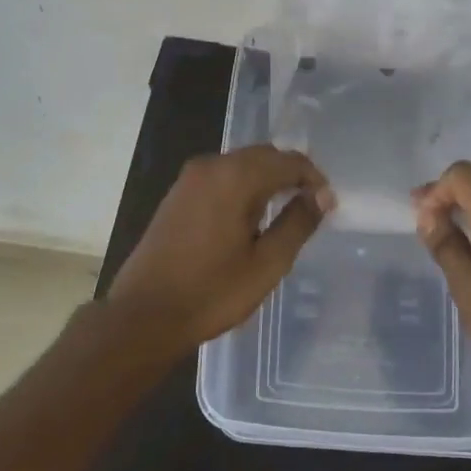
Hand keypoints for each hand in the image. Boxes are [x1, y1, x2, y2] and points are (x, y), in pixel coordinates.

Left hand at [108, 146, 334, 355]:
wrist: (143, 315)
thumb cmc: (211, 292)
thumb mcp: (267, 263)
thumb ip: (297, 223)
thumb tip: (322, 196)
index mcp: (235, 177)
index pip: (288, 161)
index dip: (313, 179)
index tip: (328, 206)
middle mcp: (211, 166)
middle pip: (263, 156)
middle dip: (291, 175)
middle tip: (310, 206)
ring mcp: (189, 179)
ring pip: (241, 165)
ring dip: (266, 180)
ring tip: (284, 213)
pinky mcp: (176, 195)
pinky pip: (221, 178)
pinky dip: (242, 187)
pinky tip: (249, 218)